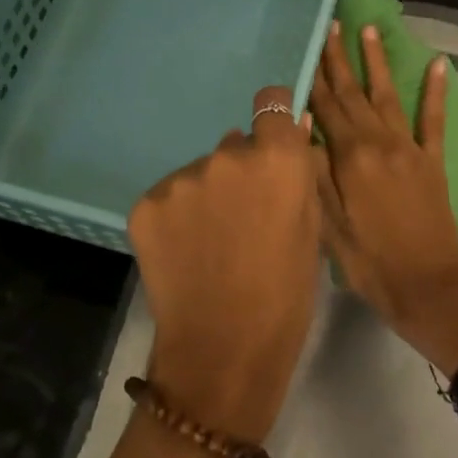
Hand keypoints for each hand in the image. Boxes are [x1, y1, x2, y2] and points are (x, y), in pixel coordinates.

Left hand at [127, 86, 321, 444]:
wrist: (222, 352)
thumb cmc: (285, 297)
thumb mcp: (311, 233)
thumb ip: (301, 176)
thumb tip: (295, 128)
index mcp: (275, 161)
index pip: (272, 105)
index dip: (275, 120)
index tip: (274, 143)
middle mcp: (224, 156)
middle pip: (234, 146)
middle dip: (242, 171)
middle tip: (244, 218)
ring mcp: (180, 180)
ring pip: (201, 174)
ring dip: (208, 195)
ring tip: (212, 243)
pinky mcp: (146, 204)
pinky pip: (170, 197)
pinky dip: (178, 217)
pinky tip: (186, 252)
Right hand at [310, 21, 457, 376]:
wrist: (426, 287)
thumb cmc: (368, 261)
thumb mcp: (326, 223)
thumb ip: (314, 171)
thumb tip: (301, 126)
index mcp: (349, 157)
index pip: (326, 107)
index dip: (315, 75)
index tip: (308, 44)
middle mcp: (379, 142)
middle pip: (354, 93)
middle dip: (340, 58)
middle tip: (332, 24)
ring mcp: (409, 149)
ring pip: (389, 96)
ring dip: (378, 62)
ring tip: (369, 30)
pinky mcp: (433, 161)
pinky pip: (433, 119)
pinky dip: (435, 91)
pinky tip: (437, 64)